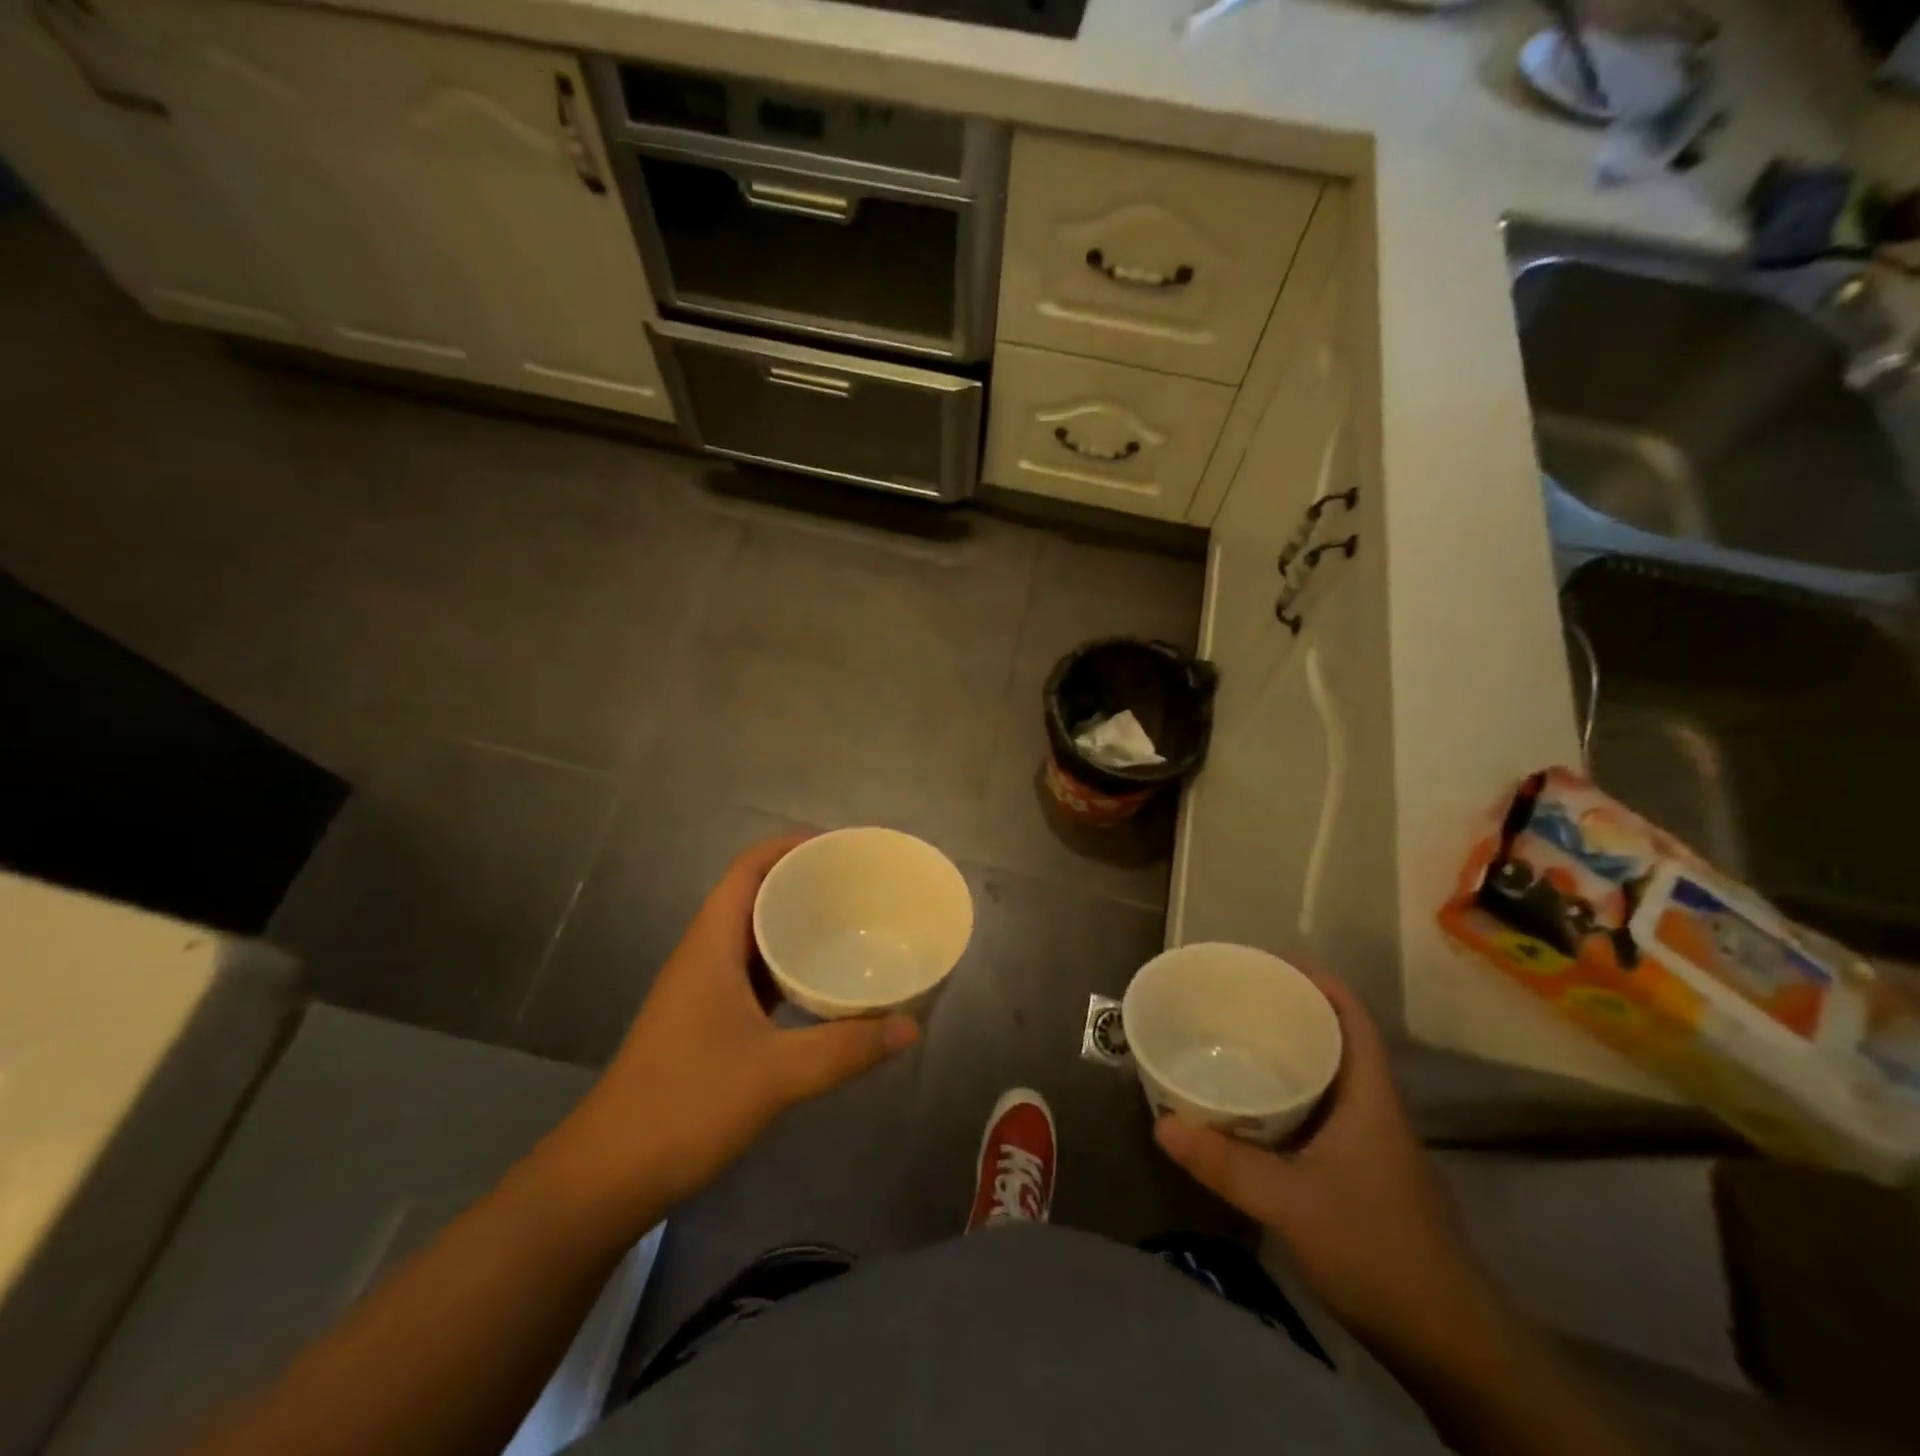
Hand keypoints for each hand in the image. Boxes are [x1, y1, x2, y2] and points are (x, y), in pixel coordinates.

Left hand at [549, 835, 919, 1221]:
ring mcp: (702, 992)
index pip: (748, 870)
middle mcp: (704, 957)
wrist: (606, 1177)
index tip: (840, 848)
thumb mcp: (776, 1075)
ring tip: (849, 926)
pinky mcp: (706, 1024)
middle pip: (753, 896)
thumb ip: (846, 1049)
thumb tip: (910, 1026)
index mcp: (710, 946)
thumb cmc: (685, 1105)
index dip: (790, 846)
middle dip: (802, 883)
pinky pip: (754, 976)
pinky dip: (787, 968)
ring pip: (753, 939)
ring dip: (795, 926)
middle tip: (859, 887)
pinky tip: (821, 986)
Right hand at [1153, 969, 1494, 1357]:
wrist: (1448, 1342)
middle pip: (1337, 1040)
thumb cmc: (1376, 1250)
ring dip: (1290, 1056)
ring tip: (1237, 1042)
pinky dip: (1291, 1096)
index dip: (1318, 981)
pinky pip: (1323, 1113)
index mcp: (1370, 1097)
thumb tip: (1161, 1122)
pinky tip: (1255, 1110)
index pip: (1351, 1018)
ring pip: (1330, 1079)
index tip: (1270, 962)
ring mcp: (1373, 1145)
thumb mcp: (1290, 1203)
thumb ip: (1225, 1163)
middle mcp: (1374, 1110)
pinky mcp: (1365, 1174)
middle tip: (1237, 1001)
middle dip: (1292, 1012)